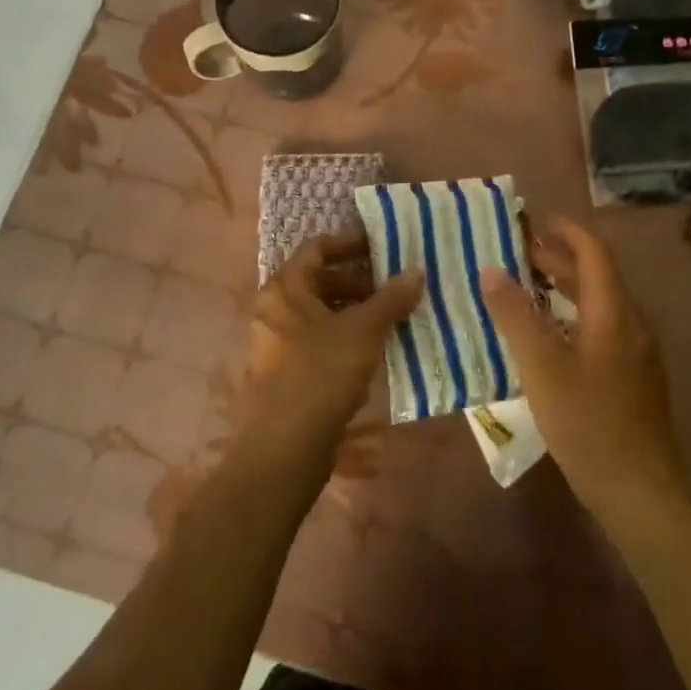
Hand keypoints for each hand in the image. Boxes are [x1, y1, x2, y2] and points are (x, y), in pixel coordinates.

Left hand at [238, 232, 423, 479]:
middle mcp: (274, 308)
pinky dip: (342, 334)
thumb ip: (390, 299)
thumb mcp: (363, 331)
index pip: (317, 247)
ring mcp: (275, 341)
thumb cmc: (321, 374)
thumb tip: (416, 271)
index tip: (382, 246)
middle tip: (393, 286)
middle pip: (318, 279)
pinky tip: (371, 348)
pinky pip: (316, 338)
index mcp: (285, 288)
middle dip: (358, 280)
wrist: (285, 446)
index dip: (350, 243)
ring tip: (390, 316)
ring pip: (319, 311)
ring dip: (353, 309)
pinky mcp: (283, 370)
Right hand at [482, 218, 690, 542]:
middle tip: (517, 254)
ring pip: (598, 304)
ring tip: (526, 288)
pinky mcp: (632, 378)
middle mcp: (631, 324)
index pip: (594, 252)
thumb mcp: (542, 367)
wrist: (641, 494)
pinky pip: (600, 328)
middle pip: (596, 276)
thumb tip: (490, 271)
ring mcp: (635, 353)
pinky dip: (571, 316)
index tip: (533, 221)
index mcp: (614, 312)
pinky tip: (547, 337)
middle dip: (558, 259)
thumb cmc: (589, 424)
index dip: (566, 231)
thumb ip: (515, 316)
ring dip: (564, 288)